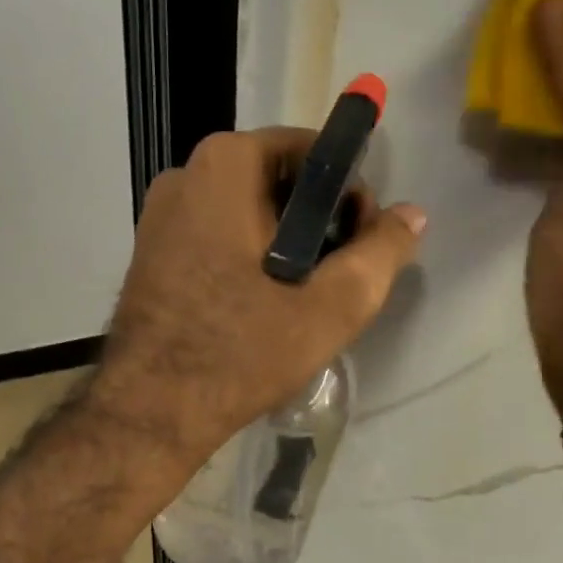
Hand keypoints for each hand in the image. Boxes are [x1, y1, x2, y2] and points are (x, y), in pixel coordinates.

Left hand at [93, 127, 425, 465]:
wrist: (151, 410)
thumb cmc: (243, 350)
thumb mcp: (333, 305)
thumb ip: (382, 251)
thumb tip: (412, 215)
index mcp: (225, 165)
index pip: (312, 152)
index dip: (348, 194)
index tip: (357, 243)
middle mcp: (185, 174)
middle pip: (277, 180)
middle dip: (316, 220)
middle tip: (333, 277)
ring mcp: (160, 214)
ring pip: (246, 212)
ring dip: (283, 243)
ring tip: (299, 297)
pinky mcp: (151, 251)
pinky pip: (217, 236)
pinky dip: (247, 257)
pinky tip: (258, 306)